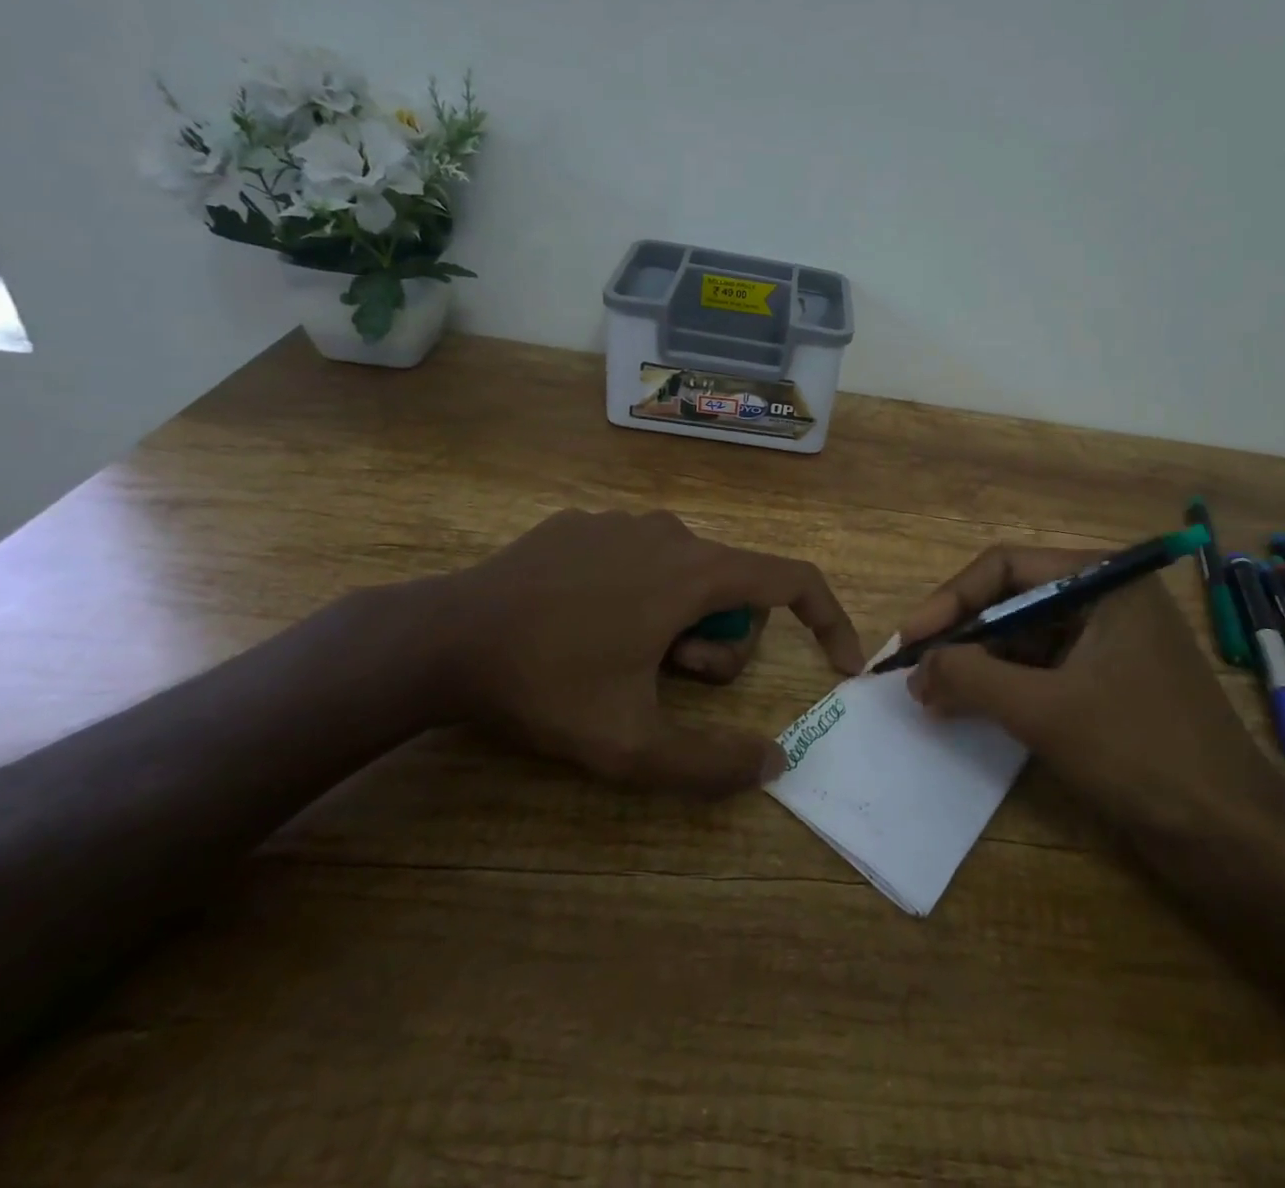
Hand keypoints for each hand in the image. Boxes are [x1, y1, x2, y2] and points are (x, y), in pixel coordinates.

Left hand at [424, 510, 865, 795]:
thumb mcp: (631, 744)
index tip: (840, 663)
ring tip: (616, 657)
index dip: (828, 620)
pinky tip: (581, 625)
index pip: (792, 579)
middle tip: (662, 682)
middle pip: (733, 591)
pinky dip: (635, 596)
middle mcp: (669, 533)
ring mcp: (621, 522)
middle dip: (714, 646)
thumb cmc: (547, 684)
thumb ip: (711, 762)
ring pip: (685, 576)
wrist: (444, 637)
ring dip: (674, 624)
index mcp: (694, 572)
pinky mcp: (582, 524)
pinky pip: (639, 560)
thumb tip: (775, 763)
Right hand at [897, 546, 1284, 833]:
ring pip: (1023, 639)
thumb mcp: (1044, 710)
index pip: (1006, 567)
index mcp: (1103, 582)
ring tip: (930, 696)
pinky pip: (1041, 671)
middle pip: (1012, 601)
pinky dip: (1002, 687)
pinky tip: (966, 709)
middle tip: (914, 672)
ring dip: (976, 665)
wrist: (1232, 837)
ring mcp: (1110, 644)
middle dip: (960, 636)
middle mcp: (1106, 601)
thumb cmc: (1140, 753)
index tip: (909, 640)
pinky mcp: (1108, 684)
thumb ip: (971, 677)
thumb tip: (917, 666)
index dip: (950, 600)